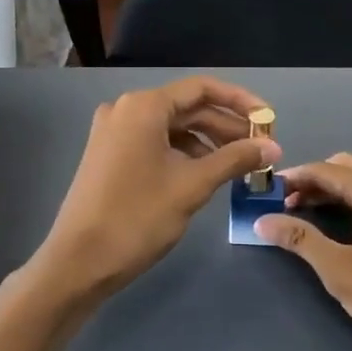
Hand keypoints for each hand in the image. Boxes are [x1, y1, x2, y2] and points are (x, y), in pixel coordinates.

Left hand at [18, 77, 281, 316]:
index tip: (269, 120)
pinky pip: (154, 143)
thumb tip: (273, 147)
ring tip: (239, 165)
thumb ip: (234, 159)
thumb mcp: (192, 186)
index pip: (202, 89)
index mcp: (143, 106)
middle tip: (261, 149)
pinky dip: (183, 153)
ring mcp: (113, 132)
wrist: (78, 261)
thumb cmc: (137, 217)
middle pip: (187, 108)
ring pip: (171, 127)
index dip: (240, 101)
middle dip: (226, 126)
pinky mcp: (109, 155)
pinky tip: (205, 173)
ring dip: (206, 142)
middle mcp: (125, 109)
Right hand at [255, 153, 351, 350]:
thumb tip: (262, 220)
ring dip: (341, 185)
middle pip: (348, 166)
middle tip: (290, 204)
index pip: (324, 170)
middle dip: (317, 179)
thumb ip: (300, 240)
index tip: (268, 192)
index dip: (294, 178)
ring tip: (317, 211)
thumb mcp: (339, 271)